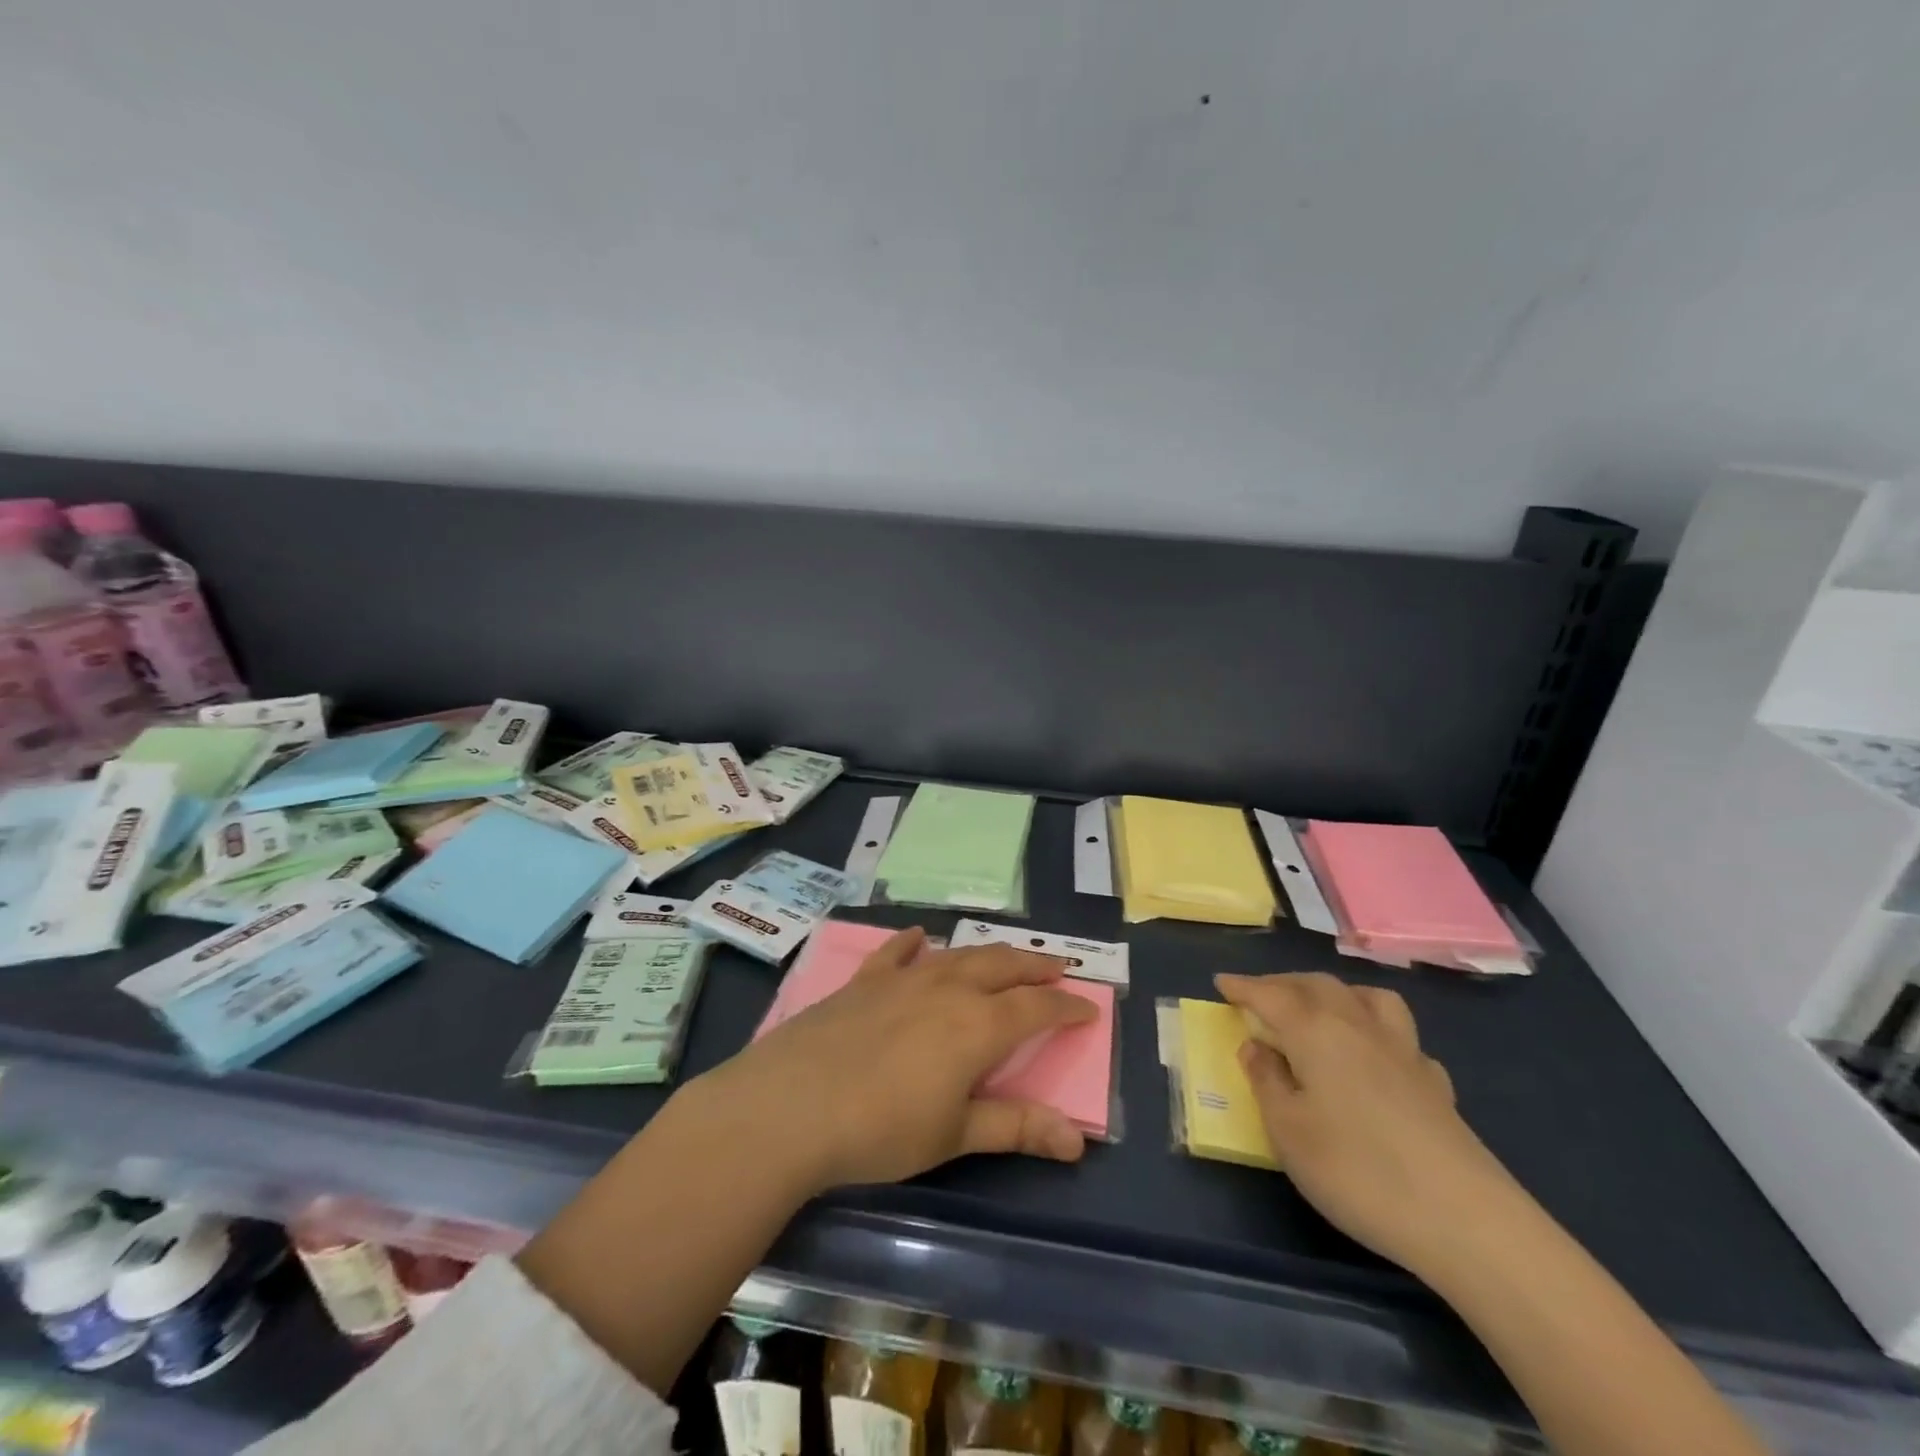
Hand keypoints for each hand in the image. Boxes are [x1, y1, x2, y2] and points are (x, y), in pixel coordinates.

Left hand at [696, 927, 1097, 1193]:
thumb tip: (1078, 1139)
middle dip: (1036, 967)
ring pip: (958, 954)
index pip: (1036, 1009)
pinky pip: (895, 952)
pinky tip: (921, 937)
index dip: (1066, 1008)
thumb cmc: (882, 1129)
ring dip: (989, 954)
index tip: (1089, 1008)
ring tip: (1006, 957)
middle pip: (1003, 967)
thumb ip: (1016, 1127)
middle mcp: (947, 989)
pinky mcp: (864, 981)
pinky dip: (914, 942)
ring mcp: (903, 979)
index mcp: (978, 1025)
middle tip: (1059, 968)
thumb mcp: (955, 1135)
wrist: (792, 1105)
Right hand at [1215, 971, 1519, 1279]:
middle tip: (1260, 996)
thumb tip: (1256, 1046)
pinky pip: (1402, 1038)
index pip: (1271, 995)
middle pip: (1317, 986)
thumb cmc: (1356, 1170)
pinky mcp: (1436, 1084)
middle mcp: (1359, 1026)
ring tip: (1322, 1008)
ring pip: (1368, 997)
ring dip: (1337, 992)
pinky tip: (1377, 1058)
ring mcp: (1404, 1052)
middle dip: (1284, 984)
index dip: (1243, 986)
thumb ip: (1267, 1081)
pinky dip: (1379, 1033)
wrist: (1465, 1221)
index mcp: (1316, 1031)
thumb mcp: (1287, 1131)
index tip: (1221, 982)